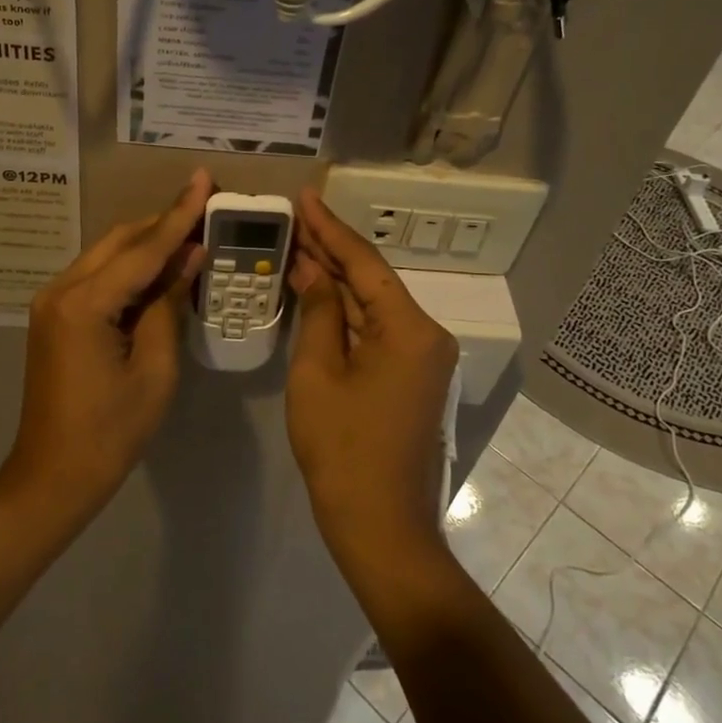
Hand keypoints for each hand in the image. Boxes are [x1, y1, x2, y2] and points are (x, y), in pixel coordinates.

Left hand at [3, 171, 213, 513]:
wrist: (53, 474)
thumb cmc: (111, 431)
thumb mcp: (155, 369)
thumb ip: (169, 305)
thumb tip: (189, 256)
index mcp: (84, 304)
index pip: (143, 249)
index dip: (179, 215)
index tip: (203, 179)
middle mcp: (61, 290)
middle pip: (120, 241)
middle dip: (163, 222)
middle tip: (205, 204)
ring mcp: (52, 301)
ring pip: (107, 255)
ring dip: (147, 243)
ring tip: (191, 231)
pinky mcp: (54, 315)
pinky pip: (98, 277)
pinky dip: (130, 268)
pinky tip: (159, 268)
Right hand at [285, 188, 459, 575]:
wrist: (380, 525)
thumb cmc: (343, 449)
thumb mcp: (318, 373)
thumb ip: (318, 313)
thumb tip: (311, 269)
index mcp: (410, 328)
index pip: (365, 263)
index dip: (330, 228)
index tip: (304, 197)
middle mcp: (427, 334)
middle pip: (372, 281)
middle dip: (332, 251)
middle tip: (294, 218)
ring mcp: (422, 358)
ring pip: (374, 306)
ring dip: (337, 281)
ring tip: (299, 246)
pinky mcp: (412, 377)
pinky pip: (377, 332)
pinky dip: (346, 314)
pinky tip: (318, 293)